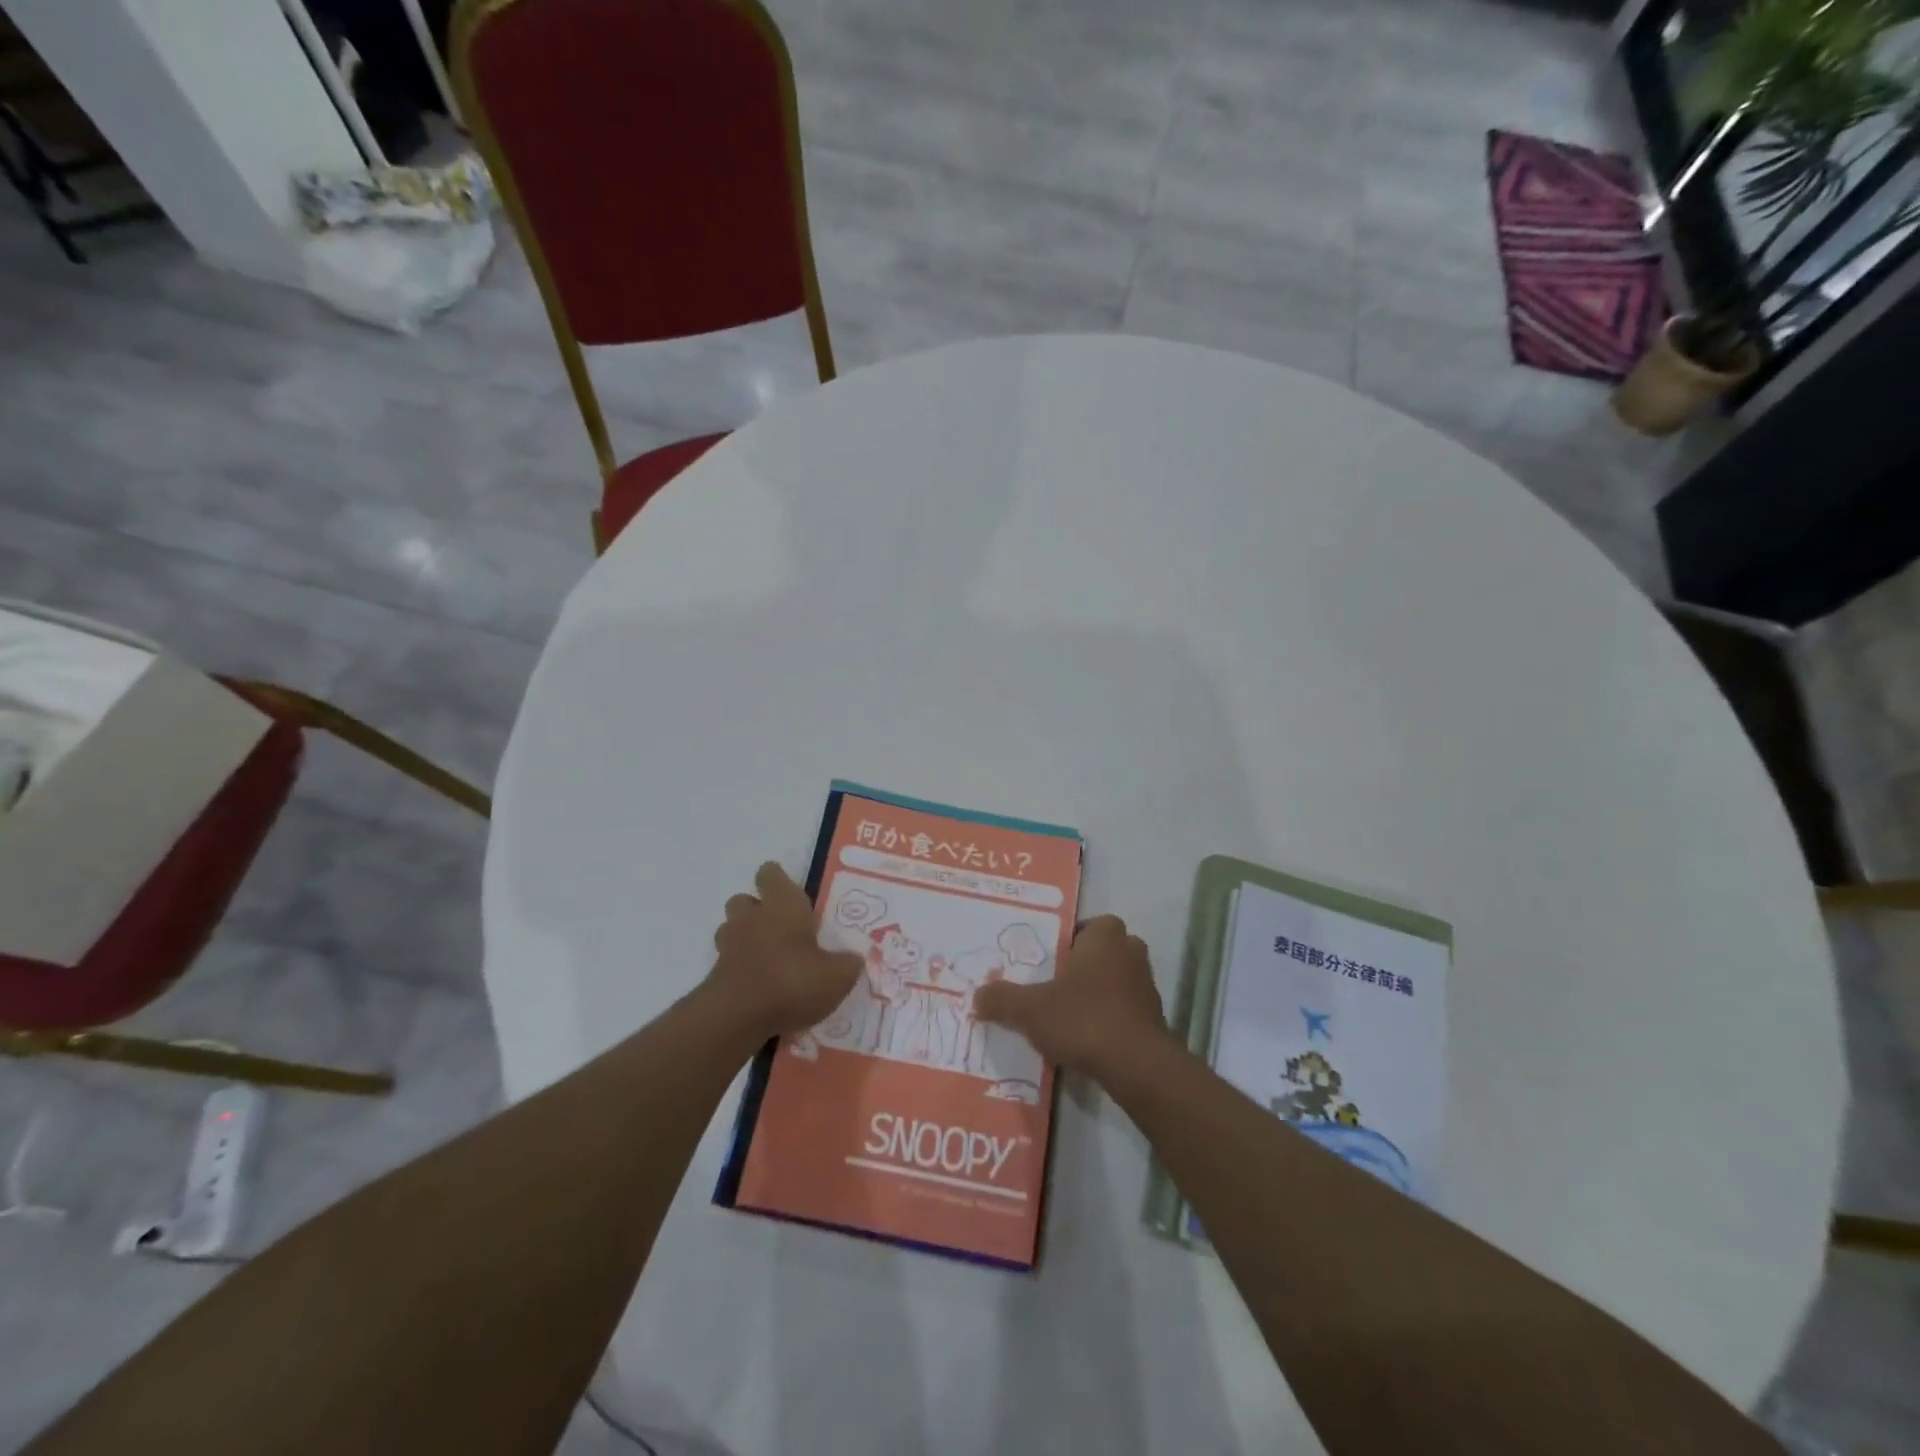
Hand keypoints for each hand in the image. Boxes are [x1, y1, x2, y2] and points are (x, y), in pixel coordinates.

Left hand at [707, 862, 861, 1039]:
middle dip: (757, 910)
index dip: (778, 880)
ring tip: (768, 959)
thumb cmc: (792, 981)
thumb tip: (854, 959)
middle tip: (781, 930)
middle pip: (744, 900)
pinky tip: (760, 989)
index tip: (792, 894)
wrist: (737, 1018)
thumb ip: (847, 964)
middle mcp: (752, 917)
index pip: (770, 874)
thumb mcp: (836, 976)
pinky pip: (728, 963)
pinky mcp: (714, 975)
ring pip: (731, 930)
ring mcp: (728, 946)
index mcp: (782, 905)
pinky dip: (740, 970)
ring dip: (745, 939)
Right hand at [972, 915, 1170, 1080]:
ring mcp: (1147, 987)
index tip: (1048, 960)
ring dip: (1096, 995)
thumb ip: (1001, 999)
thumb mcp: (1030, 1009)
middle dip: (1082, 967)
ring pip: (1115, 982)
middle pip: (1103, 953)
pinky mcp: (1155, 1020)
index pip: (1089, 925)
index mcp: (1105, 936)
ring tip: (1066, 1016)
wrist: (1137, 1067)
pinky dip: (1108, 1020)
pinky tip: (1086, 1040)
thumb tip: (977, 996)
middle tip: (1053, 985)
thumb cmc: (1083, 1019)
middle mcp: (1131, 953)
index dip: (1069, 941)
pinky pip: (1125, 1010)